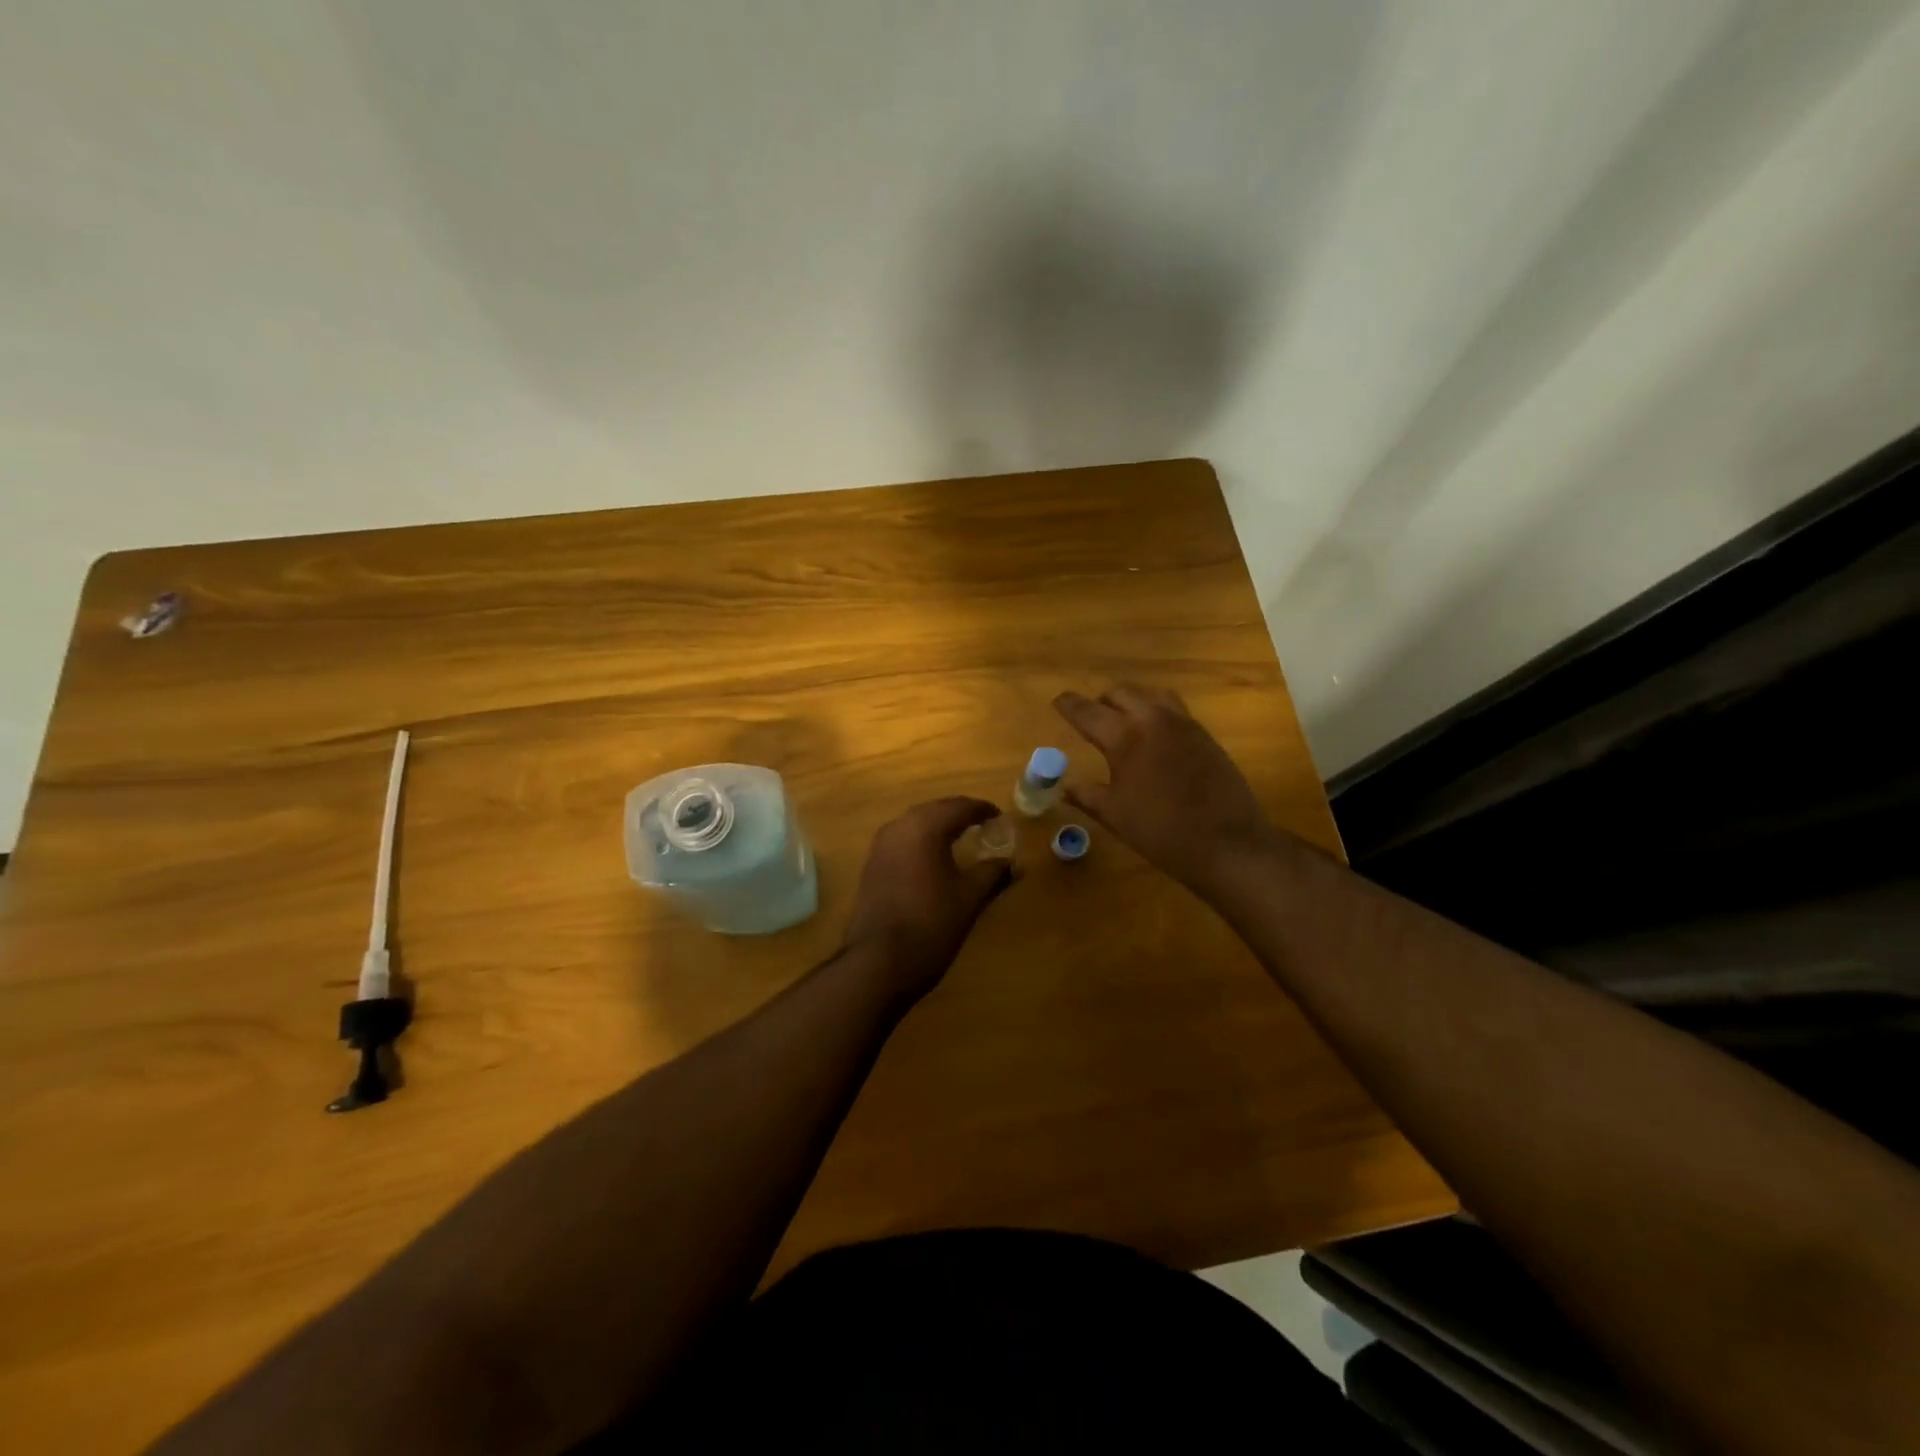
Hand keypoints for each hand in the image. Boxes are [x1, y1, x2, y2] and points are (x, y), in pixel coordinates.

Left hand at [842, 797, 1015, 1003]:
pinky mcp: (871, 866)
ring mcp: (880, 846)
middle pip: (935, 810)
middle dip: (959, 815)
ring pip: (915, 824)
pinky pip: (902, 841)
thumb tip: (1014, 864)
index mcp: (925, 827)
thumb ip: (992, 875)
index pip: (959, 806)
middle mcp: (899, 827)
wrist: (877, 962)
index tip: (1000, 818)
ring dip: (938, 827)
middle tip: (982, 825)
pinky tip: (933, 860)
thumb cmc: (930, 924)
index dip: (982, 810)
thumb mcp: (969, 899)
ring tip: (960, 840)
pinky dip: (921, 842)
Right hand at [1053, 686, 1271, 890]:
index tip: (1058, 701)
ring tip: (1122, 721)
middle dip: (1101, 702)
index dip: (1069, 705)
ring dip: (1131, 701)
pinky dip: (1155, 711)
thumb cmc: (1161, 832)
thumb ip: (1087, 796)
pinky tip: (1153, 735)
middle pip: (1120, 693)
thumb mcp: (1115, 815)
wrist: (1227, 843)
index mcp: (1125, 738)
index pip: (1088, 711)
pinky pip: (1173, 708)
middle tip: (1090, 718)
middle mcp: (1153, 720)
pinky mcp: (1203, 734)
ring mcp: (1183, 724)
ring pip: (1150, 694)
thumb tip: (1064, 788)